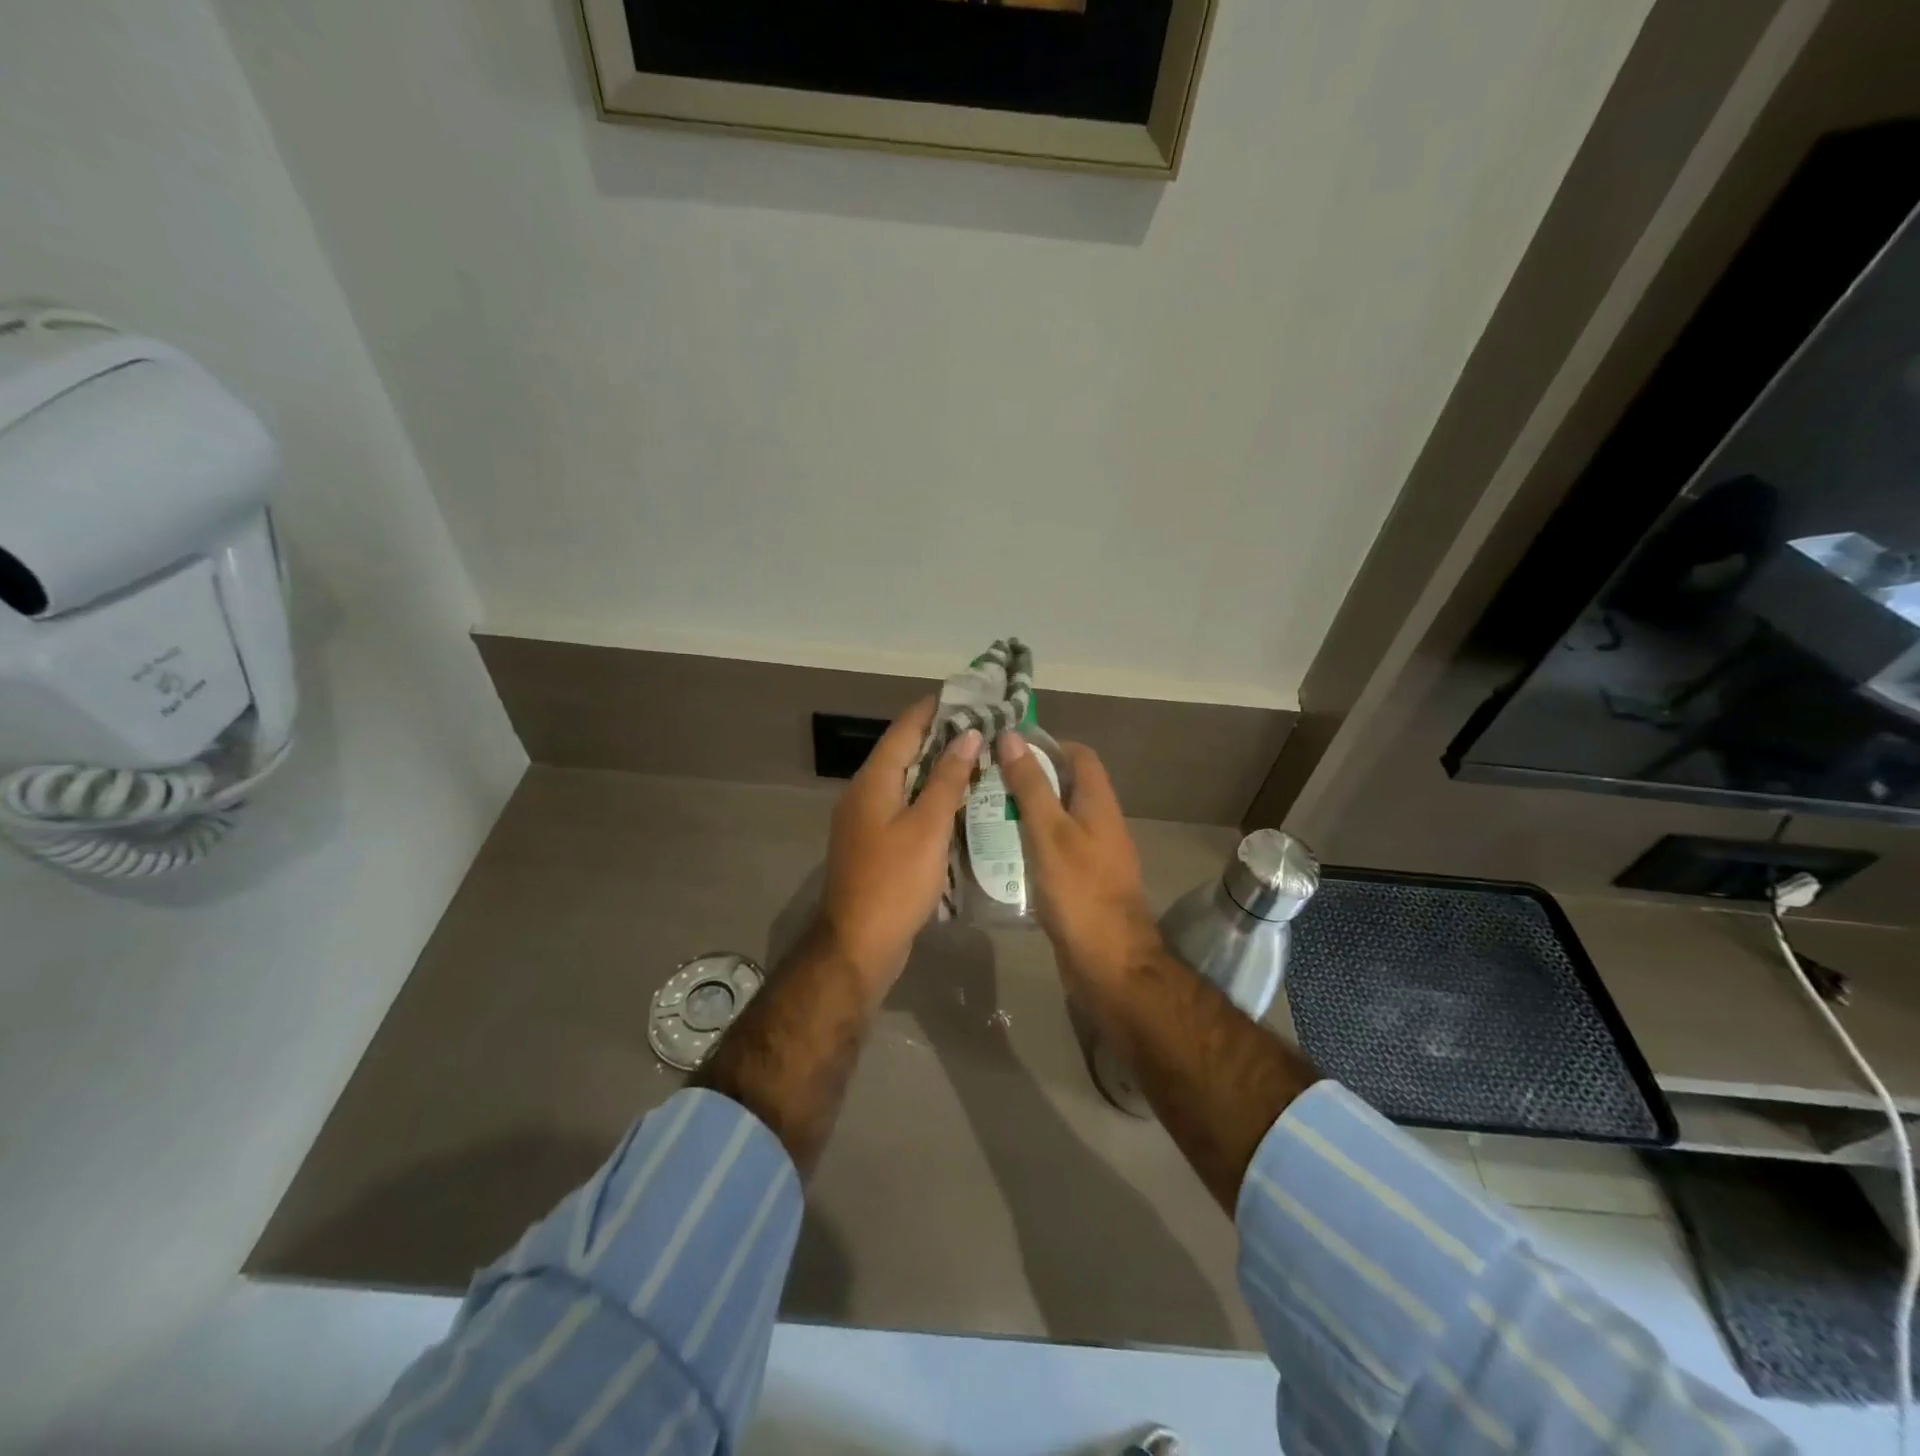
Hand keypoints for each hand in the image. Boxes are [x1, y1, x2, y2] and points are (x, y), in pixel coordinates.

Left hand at [818, 698, 981, 993]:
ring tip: (978, 759)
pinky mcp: (875, 845)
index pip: (905, 729)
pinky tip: (959, 805)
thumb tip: (968, 735)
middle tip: (983, 728)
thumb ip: (947, 779)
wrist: (859, 944)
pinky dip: (931, 799)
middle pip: (904, 753)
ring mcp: (867, 821)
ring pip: (906, 782)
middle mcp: (865, 793)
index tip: (967, 695)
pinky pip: (905, 809)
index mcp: (873, 781)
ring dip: (938, 770)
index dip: (934, 709)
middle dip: (941, 738)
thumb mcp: (928, 827)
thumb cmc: (896, 881)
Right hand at [996, 732, 1160, 989]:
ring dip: (1024, 813)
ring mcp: (1089, 854)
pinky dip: (1028, 844)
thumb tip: (1012, 736)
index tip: (1006, 747)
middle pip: (1064, 786)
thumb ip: (1031, 786)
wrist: (1109, 963)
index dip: (1046, 744)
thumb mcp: (1050, 832)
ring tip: (981, 811)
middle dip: (1027, 779)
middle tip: (984, 780)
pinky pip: (1051, 850)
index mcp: (1098, 803)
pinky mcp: (1078, 882)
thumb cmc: (1080, 891)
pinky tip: (998, 852)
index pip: (1078, 755)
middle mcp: (1098, 823)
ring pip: (1054, 820)